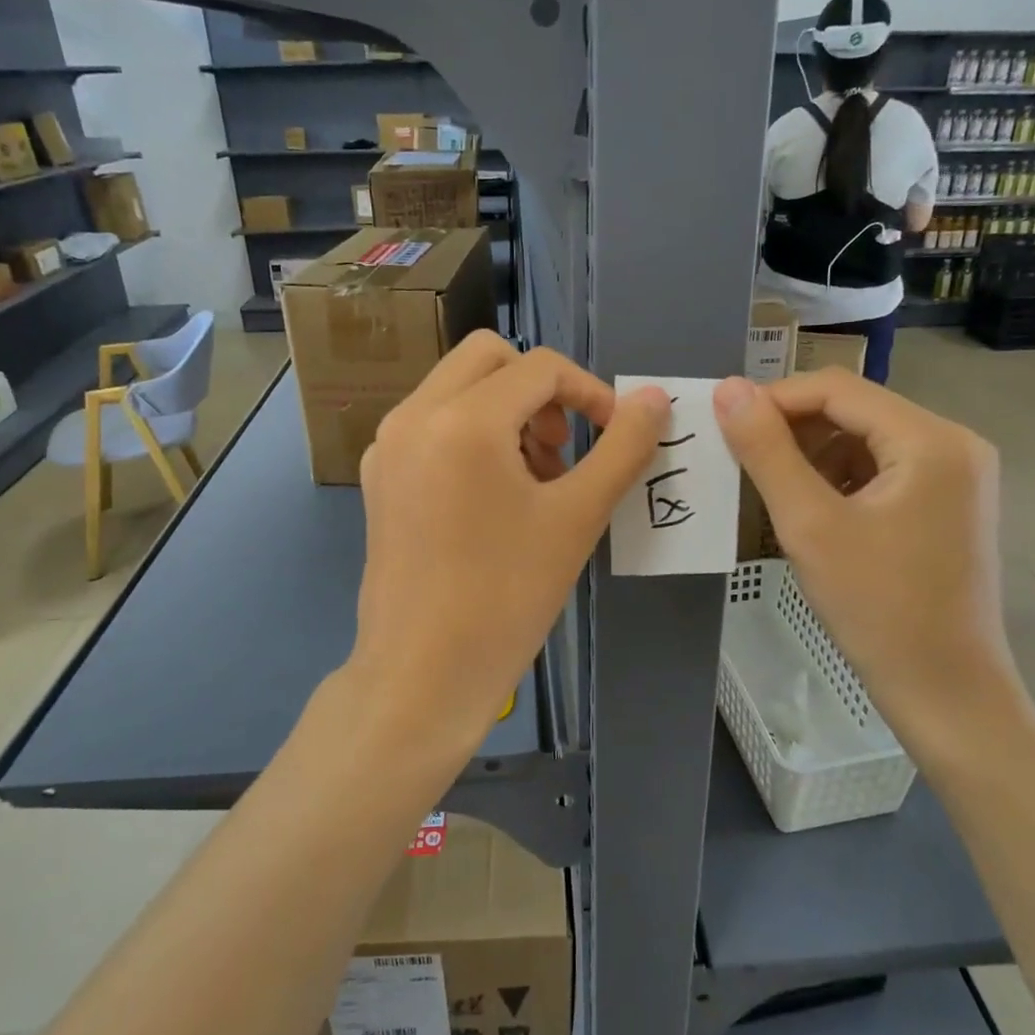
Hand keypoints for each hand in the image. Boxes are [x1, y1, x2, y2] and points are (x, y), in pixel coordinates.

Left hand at [345, 333, 668, 770]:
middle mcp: (414, 416)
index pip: (540, 368)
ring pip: (457, 388)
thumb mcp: (577, 517)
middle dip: (540, 390)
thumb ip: (622, 448)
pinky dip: (472, 434)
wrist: (422, 676)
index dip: (590, 392)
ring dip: (506, 410)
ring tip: (536, 479)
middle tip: (564, 448)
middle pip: (489, 358)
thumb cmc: (506, 597)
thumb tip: (655, 398)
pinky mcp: (379, 476)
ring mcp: (388, 446)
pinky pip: (432, 424)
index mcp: (462, 419)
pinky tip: (494, 497)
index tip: (613, 435)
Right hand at [712, 368, 1024, 757]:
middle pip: (855, 410)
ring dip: (813, 454)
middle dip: (793, 429)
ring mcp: (957, 474)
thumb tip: (728, 389)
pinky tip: (813, 509)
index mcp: (931, 439)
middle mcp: (954, 442)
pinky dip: (840, 478)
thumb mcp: (809, 524)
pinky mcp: (949, 502)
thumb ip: (766, 451)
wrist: (945, 691)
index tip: (725, 424)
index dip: (775, 399)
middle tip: (742, 459)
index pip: (838, 388)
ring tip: (773, 489)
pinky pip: (883, 468)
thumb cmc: (877, 608)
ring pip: (866, 439)